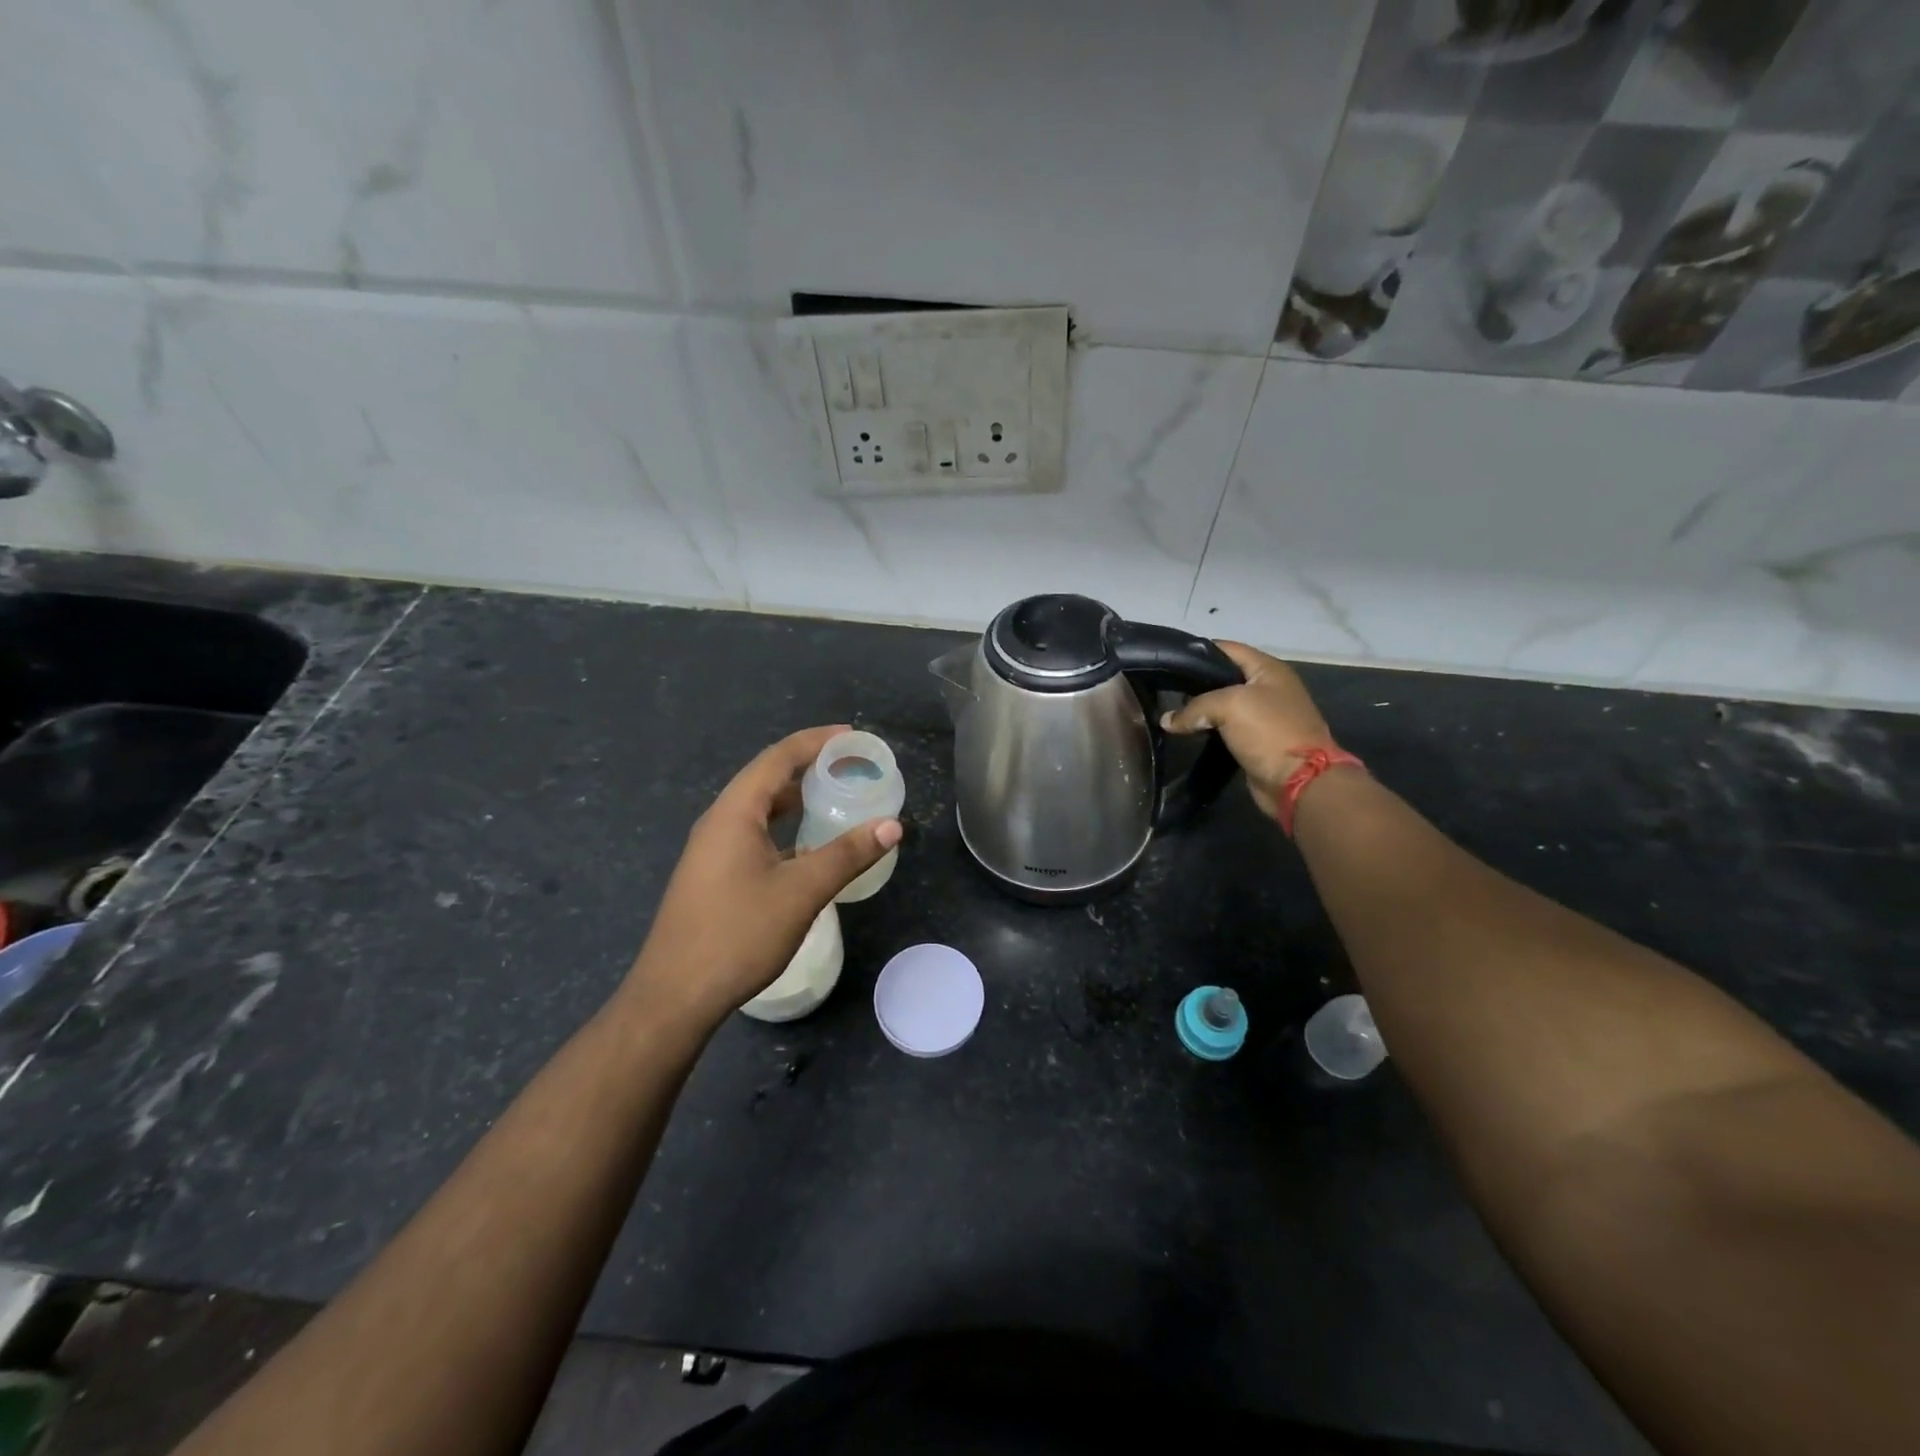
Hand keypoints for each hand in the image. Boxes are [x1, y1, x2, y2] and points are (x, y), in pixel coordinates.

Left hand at [623, 726, 901, 1032]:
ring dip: (797, 797)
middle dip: (810, 766)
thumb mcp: (802, 891)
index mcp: (735, 812)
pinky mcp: (713, 874)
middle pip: (768, 777)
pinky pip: (755, 833)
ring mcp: (712, 849)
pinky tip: (807, 846)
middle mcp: (719, 821)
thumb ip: (848, 855)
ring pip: (760, 808)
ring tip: (836, 797)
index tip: (853, 737)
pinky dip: (785, 826)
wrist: (675, 996)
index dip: (817, 742)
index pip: (779, 758)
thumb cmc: (738, 934)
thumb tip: (892, 825)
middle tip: (853, 767)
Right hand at [1161, 642, 1335, 818]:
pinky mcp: (1256, 740)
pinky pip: (1226, 727)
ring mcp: (1264, 715)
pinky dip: (1209, 728)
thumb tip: (1167, 721)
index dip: (1197, 651)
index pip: (1226, 648)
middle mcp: (1267, 687)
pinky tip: (1188, 731)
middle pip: (1223, 676)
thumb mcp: (1229, 706)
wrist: (1298, 781)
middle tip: (1165, 688)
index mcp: (1267, 669)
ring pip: (1223, 704)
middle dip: (1195, 682)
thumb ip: (1194, 707)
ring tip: (1171, 710)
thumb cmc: (1269, 731)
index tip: (1168, 660)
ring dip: (1200, 708)